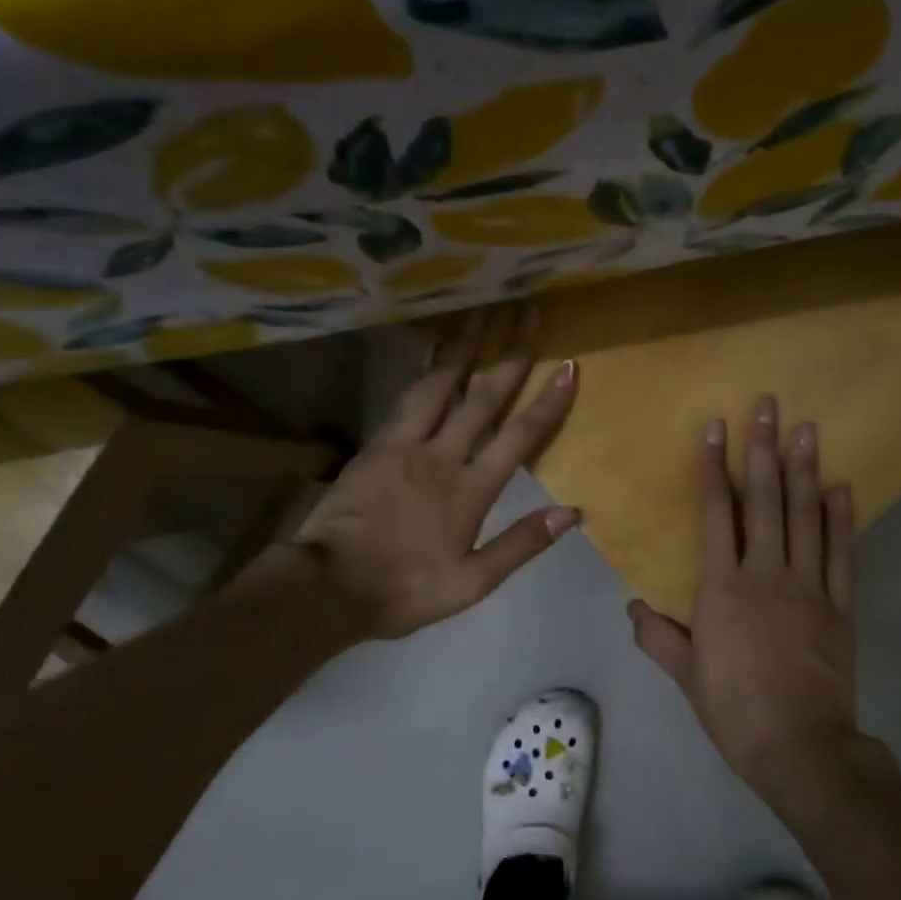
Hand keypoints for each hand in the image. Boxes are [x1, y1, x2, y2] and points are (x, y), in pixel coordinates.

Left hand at [284, 306, 578, 641]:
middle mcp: (443, 455)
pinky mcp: (377, 442)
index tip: (569, 365)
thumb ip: (521, 544)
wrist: (328, 586)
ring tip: (481, 311)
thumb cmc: (405, 589)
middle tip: (527, 311)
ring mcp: (406, 444)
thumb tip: (572, 513)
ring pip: (442, 384)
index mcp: (471, 490)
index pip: (519, 436)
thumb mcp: (471, 583)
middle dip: (510, 352)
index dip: (547, 401)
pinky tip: (434, 353)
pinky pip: (408, 396)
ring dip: (465, 345)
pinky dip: (426, 369)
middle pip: (483, 395)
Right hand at [628, 396, 858, 802]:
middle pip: (763, 500)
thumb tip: (632, 608)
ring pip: (805, 516)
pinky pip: (842, 553)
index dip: (712, 467)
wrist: (801, 747)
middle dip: (763, 449)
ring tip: (807, 428)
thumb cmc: (735, 710)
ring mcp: (808, 586)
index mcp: (722, 587)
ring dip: (804, 470)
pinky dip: (841, 518)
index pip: (714, 513)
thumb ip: (658, 637)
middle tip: (769, 405)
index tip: (715, 426)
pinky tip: (841, 487)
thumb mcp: (687, 676)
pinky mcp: (840, 605)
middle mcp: (765, 573)